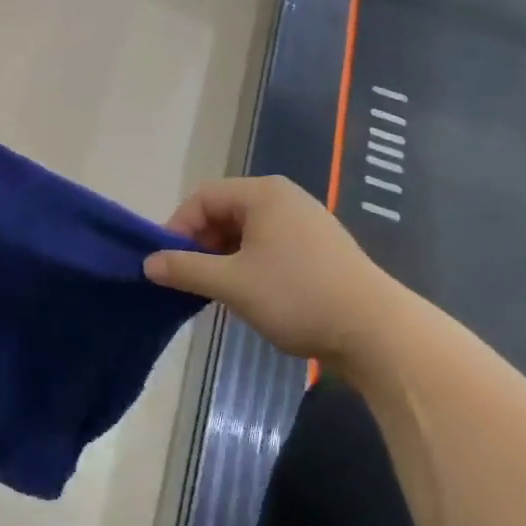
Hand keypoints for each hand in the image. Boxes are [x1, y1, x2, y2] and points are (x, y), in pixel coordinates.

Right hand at [144, 175, 389, 360]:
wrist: (377, 332)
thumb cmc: (298, 296)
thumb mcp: (233, 283)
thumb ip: (186, 269)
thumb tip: (148, 263)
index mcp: (263, 193)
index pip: (204, 197)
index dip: (178, 227)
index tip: (166, 264)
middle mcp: (284, 198)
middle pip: (225, 212)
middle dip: (201, 244)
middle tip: (189, 280)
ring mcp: (305, 223)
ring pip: (247, 233)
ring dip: (224, 258)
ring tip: (216, 292)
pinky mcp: (319, 249)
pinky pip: (269, 246)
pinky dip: (249, 265)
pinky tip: (248, 295)